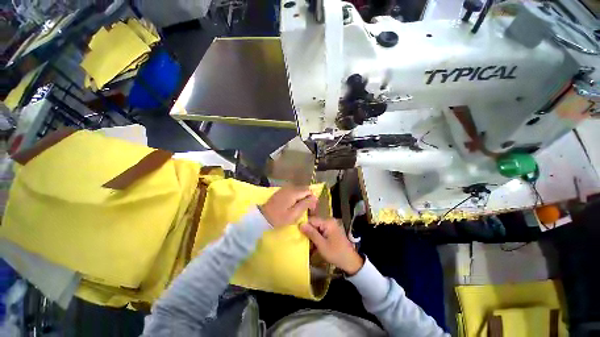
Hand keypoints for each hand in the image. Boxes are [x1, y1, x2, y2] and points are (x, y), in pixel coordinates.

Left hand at [259, 186, 317, 227]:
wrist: (262, 217)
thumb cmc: (279, 217)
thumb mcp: (294, 214)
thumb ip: (305, 204)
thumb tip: (315, 197)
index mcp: (294, 192)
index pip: (309, 191)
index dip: (312, 199)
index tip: (311, 210)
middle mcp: (290, 187)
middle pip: (304, 189)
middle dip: (308, 198)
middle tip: (307, 210)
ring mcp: (285, 188)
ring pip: (299, 190)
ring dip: (302, 198)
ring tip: (301, 208)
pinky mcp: (282, 191)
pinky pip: (293, 191)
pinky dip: (297, 197)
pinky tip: (294, 205)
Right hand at [300, 217, 363, 274]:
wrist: (351, 261)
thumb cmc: (336, 253)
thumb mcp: (321, 245)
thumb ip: (311, 233)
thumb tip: (300, 224)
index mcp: (327, 222)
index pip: (311, 219)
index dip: (304, 225)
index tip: (296, 233)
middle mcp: (329, 221)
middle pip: (314, 223)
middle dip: (308, 231)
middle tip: (301, 240)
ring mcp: (331, 225)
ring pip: (316, 227)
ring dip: (312, 236)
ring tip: (308, 244)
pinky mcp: (331, 230)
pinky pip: (321, 231)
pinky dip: (317, 237)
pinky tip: (314, 245)